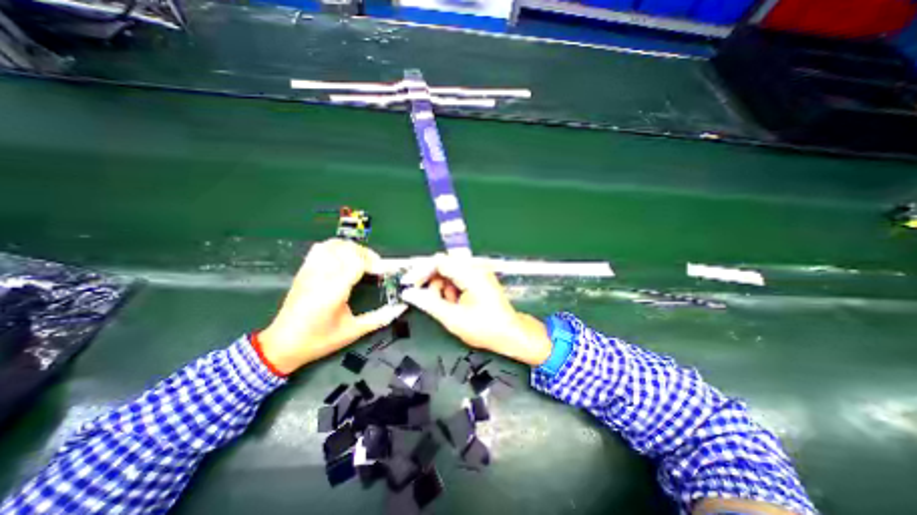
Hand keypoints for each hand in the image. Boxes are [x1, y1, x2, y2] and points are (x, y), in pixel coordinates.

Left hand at [255, 238, 400, 372]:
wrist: (282, 345)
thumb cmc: (319, 340)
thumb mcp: (353, 332)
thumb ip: (380, 318)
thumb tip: (400, 308)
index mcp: (333, 291)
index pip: (357, 262)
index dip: (375, 263)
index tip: (385, 271)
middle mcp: (321, 276)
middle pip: (348, 249)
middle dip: (367, 254)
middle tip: (376, 268)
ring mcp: (310, 271)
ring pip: (334, 245)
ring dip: (353, 249)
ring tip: (362, 261)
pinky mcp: (304, 270)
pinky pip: (321, 248)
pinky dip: (337, 247)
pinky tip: (344, 258)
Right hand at [400, 253, 551, 365]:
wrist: (510, 333)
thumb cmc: (485, 328)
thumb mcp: (453, 318)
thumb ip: (429, 303)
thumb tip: (409, 293)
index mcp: (471, 274)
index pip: (439, 262)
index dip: (420, 272)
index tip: (409, 285)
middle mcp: (475, 267)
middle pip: (443, 264)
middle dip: (431, 282)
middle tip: (425, 299)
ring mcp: (478, 271)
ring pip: (448, 271)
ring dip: (441, 287)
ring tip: (445, 305)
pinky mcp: (479, 277)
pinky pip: (457, 277)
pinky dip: (450, 289)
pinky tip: (454, 303)